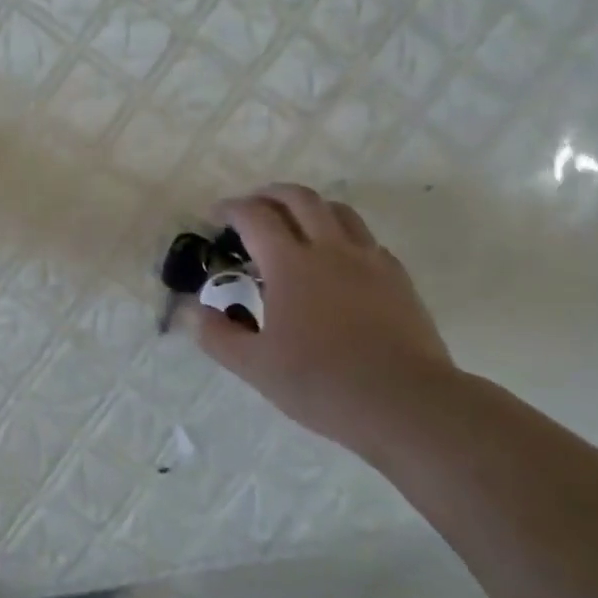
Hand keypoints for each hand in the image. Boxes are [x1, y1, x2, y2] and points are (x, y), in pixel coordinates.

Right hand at [189, 184, 455, 453]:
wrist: (404, 402)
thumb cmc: (320, 383)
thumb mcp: (254, 366)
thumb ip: (216, 335)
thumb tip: (193, 311)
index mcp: (290, 265)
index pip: (255, 217)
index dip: (230, 209)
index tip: (213, 216)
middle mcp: (331, 249)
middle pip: (299, 198)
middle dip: (269, 194)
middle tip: (251, 208)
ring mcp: (370, 260)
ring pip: (338, 211)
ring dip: (309, 207)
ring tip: (293, 225)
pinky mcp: (397, 278)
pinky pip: (365, 239)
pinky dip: (341, 235)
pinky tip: (335, 261)